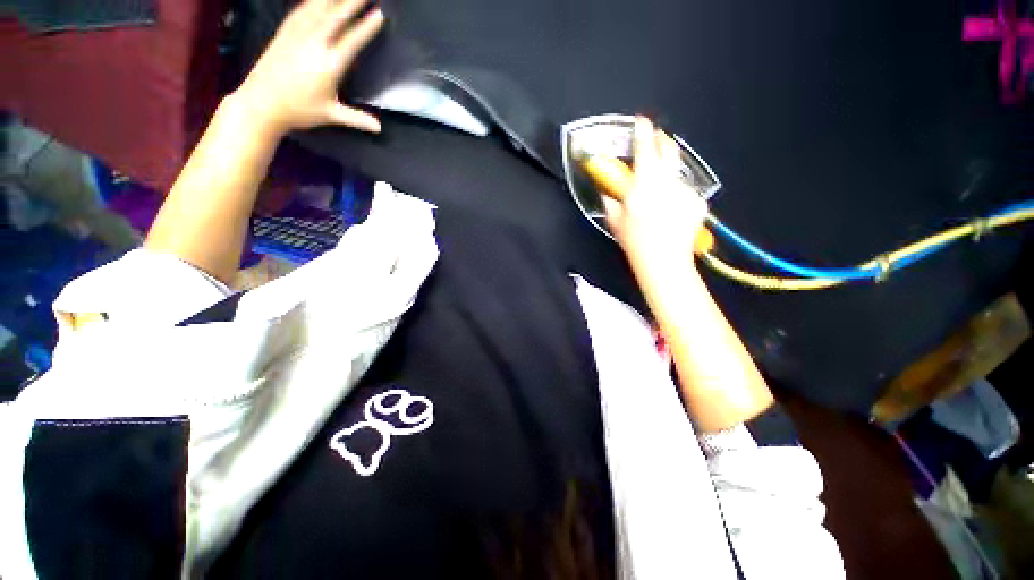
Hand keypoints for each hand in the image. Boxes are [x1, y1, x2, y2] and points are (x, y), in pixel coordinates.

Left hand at [233, 0, 384, 134]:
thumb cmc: (299, 111)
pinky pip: (301, 10)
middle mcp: (314, 44)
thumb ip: (357, 119)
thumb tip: (379, 128)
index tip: (380, 14)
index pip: (352, 40)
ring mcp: (297, 34)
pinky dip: (312, 1)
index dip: (367, 27)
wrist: (261, 103)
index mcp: (329, 64)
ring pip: (318, 7)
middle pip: (336, 15)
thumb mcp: (331, 115)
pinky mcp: (284, 32)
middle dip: (353, 1)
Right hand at [603, 117, 708, 273]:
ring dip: (667, 177)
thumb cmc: (635, 241)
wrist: (664, 261)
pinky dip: (677, 196)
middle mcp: (667, 181)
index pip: (645, 148)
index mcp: (644, 184)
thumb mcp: (616, 221)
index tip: (642, 121)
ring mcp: (686, 190)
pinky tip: (671, 212)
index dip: (643, 132)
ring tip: (660, 198)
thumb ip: (611, 201)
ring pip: (676, 174)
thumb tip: (608, 191)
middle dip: (661, 142)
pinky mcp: (698, 201)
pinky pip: (685, 191)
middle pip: (668, 150)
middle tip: (655, 144)